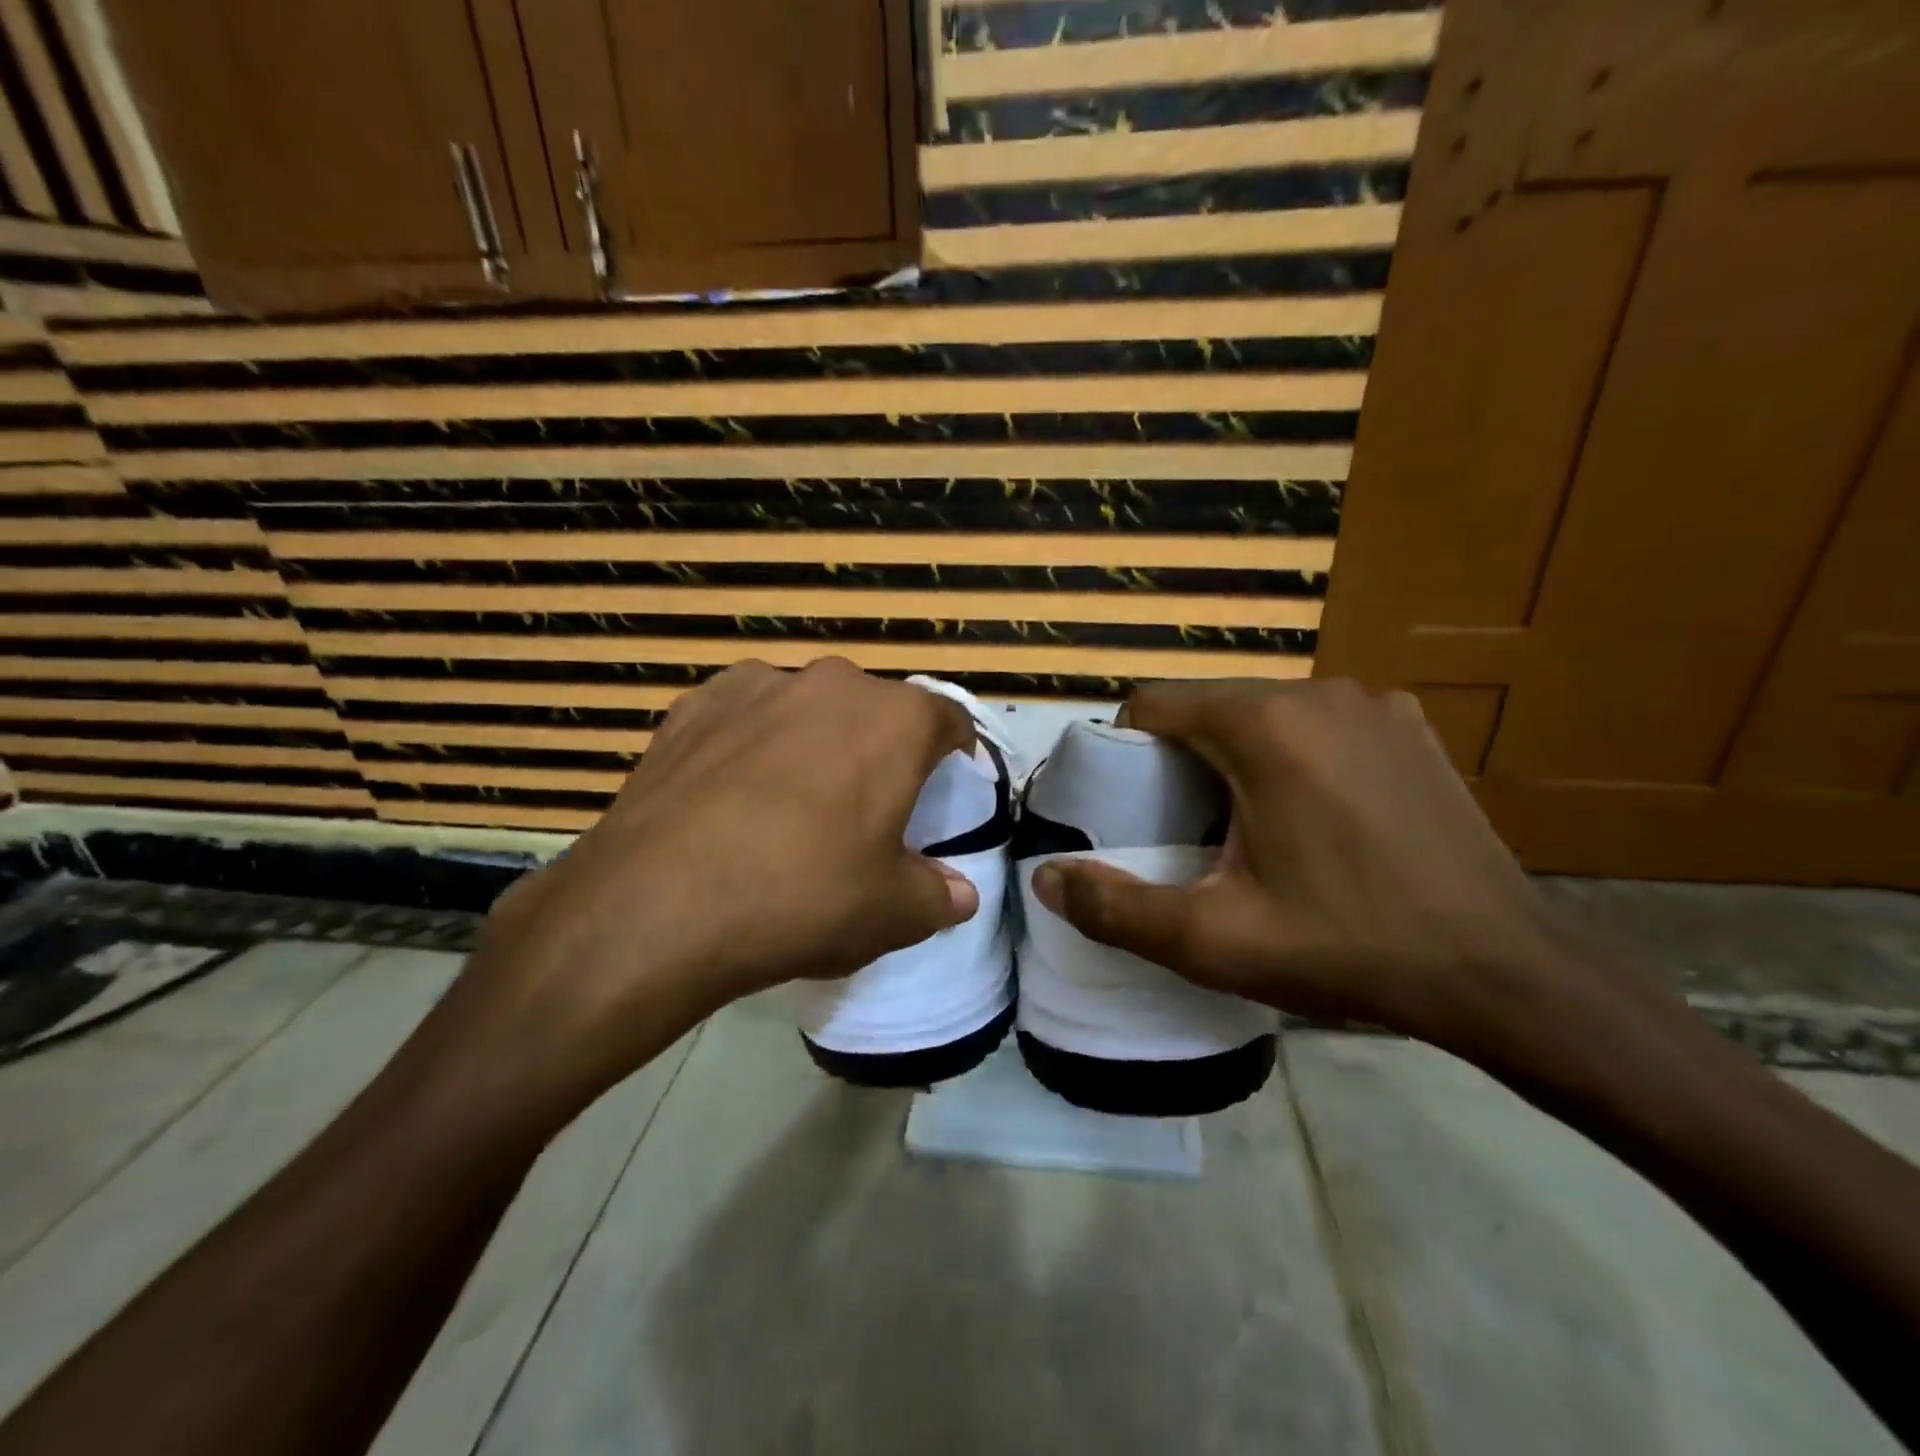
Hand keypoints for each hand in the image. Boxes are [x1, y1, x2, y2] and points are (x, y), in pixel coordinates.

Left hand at [444, 659, 978, 1118]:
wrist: (657, 905)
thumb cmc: (802, 898)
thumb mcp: (890, 913)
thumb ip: (939, 897)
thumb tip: (961, 894)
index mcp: (895, 720)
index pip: (949, 718)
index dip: (956, 752)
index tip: (948, 783)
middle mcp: (832, 683)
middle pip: (876, 709)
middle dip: (882, 748)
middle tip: (868, 803)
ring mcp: (757, 685)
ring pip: (809, 706)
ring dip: (816, 740)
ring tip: (795, 798)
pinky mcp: (695, 703)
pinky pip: (746, 713)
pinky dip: (754, 740)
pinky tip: (734, 790)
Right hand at [1030, 677, 1568, 1055]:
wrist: (1503, 974)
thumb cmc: (1348, 947)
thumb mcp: (1214, 941)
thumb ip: (1116, 908)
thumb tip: (1045, 880)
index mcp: (1264, 725)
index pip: (1153, 703)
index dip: (1124, 751)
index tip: (1129, 807)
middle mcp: (1317, 691)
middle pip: (1208, 707)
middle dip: (1180, 758)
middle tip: (1185, 830)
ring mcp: (1373, 703)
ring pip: (1263, 713)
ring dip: (1236, 756)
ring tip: (1248, 828)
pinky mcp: (1410, 725)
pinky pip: (1317, 724)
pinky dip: (1293, 755)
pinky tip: (1317, 816)